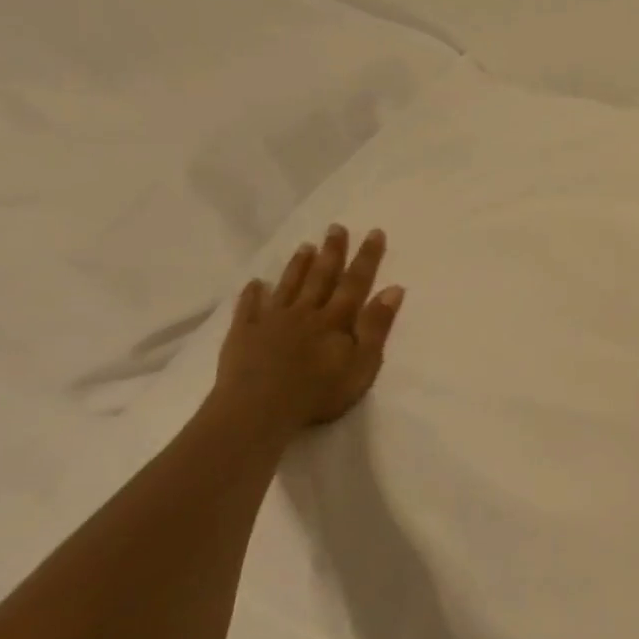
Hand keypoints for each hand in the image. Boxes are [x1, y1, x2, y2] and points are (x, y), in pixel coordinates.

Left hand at [213, 223, 405, 434]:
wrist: (257, 411)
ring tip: (306, 245)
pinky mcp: (244, 335)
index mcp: (335, 320)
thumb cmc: (317, 393)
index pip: (356, 282)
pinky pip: (249, 308)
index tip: (375, 232)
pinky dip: (253, 294)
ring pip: (288, 286)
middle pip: (321, 277)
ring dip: (298, 265)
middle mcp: (305, 312)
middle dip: (332, 251)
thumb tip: (394, 289)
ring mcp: (272, 321)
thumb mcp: (362, 365)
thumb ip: (376, 327)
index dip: (367, 257)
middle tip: (336, 227)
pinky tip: (255, 283)